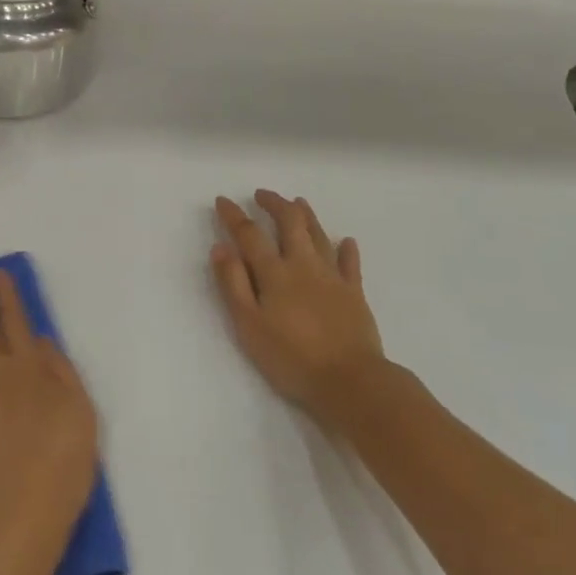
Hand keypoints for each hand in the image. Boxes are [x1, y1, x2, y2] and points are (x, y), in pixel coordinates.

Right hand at [211, 191, 390, 425]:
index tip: (223, 201)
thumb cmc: (291, 357)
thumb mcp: (249, 325)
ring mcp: (333, 277)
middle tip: (262, 194)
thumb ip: (234, 284)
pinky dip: (347, 249)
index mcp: (275, 273)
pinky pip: (350, 264)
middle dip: (275, 204)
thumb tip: (220, 248)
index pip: (249, 235)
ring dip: (307, 215)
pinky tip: (346, 242)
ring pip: (319, 236)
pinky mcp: (355, 294)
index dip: (234, 216)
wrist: (350, 380)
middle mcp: (304, 265)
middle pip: (290, 223)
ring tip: (298, 202)